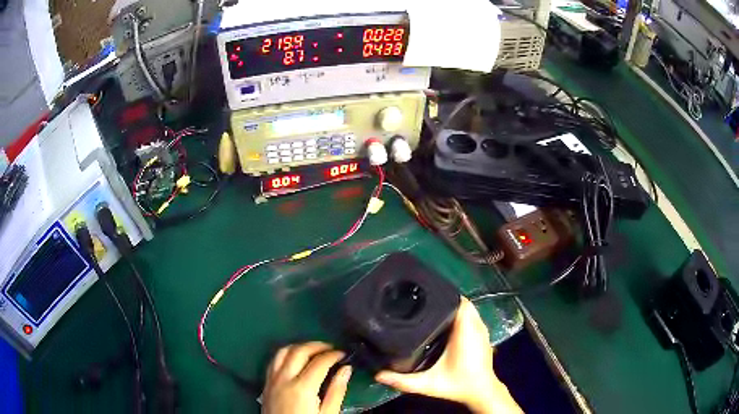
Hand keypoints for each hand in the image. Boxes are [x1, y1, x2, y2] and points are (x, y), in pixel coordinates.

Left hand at [262, 342, 351, 413]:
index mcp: (302, 388)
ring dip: (299, 346)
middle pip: (299, 351)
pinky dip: (285, 353)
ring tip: (314, 350)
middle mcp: (284, 379)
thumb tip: (346, 369)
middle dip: (317, 345)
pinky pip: (273, 360)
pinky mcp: (266, 383)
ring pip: (283, 351)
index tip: (344, 354)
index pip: (319, 362)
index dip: (333, 355)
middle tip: (331, 348)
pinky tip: (295, 358)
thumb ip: (336, 391)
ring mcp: (272, 380)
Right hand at [375, 297, 521, 413]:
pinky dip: (461, 316)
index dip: (444, 295)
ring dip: (454, 308)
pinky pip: (472, 318)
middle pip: (462, 303)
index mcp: (465, 332)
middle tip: (423, 302)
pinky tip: (446, 323)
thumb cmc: (457, 386)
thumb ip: (403, 381)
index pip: (459, 302)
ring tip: (432, 310)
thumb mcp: (428, 384)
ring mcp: (482, 331)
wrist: (482, 393)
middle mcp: (476, 327)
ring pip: (468, 310)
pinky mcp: (483, 336)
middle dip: (445, 300)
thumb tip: (378, 375)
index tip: (425, 295)